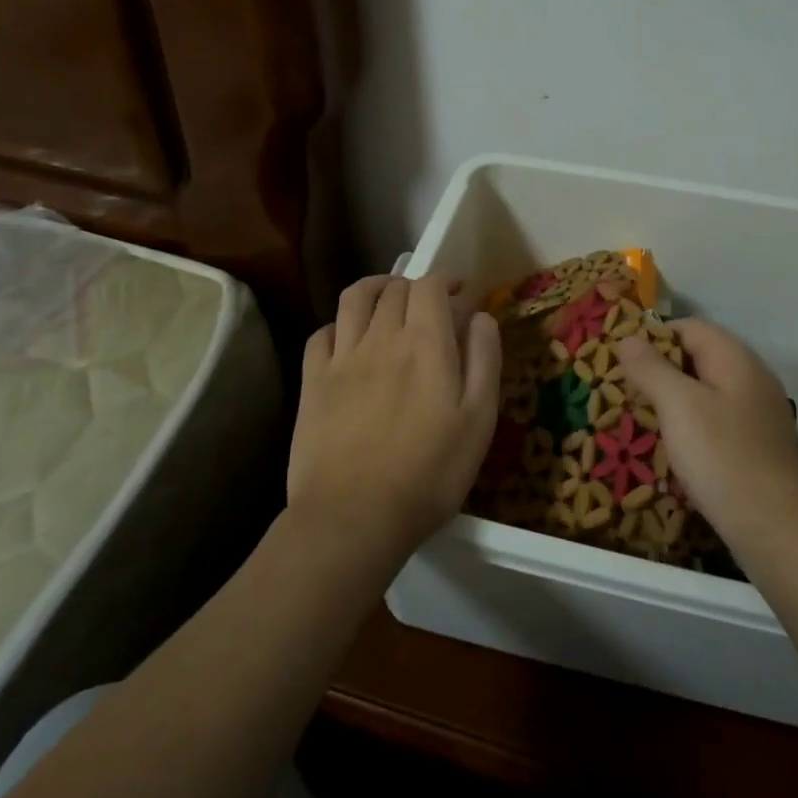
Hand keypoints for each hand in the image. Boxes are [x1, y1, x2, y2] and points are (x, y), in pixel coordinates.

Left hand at [289, 274, 500, 558]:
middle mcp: (381, 337)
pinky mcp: (313, 382)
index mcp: (425, 342)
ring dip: (376, 288)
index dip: (447, 280)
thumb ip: (484, 359)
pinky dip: (340, 323)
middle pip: (395, 288)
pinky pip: (322, 333)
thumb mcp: (479, 419)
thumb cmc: (430, 472)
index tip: (461, 293)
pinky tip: (350, 338)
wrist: (354, 517)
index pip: (431, 285)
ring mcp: (342, 357)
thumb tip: (480, 316)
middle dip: (416, 285)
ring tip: (388, 299)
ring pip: (355, 298)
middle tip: (431, 304)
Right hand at [617, 319, 797, 549]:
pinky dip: (693, 425)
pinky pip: (718, 420)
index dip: (653, 337)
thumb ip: (651, 368)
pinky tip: (676, 448)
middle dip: (661, 370)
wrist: (777, 527)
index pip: (688, 327)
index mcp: (735, 358)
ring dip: (675, 400)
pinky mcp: (758, 444)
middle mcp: (752, 377)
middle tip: (626, 392)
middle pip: (699, 357)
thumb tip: (628, 337)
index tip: (622, 361)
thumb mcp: (678, 405)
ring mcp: (758, 412)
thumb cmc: (722, 456)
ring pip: (707, 391)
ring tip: (643, 420)